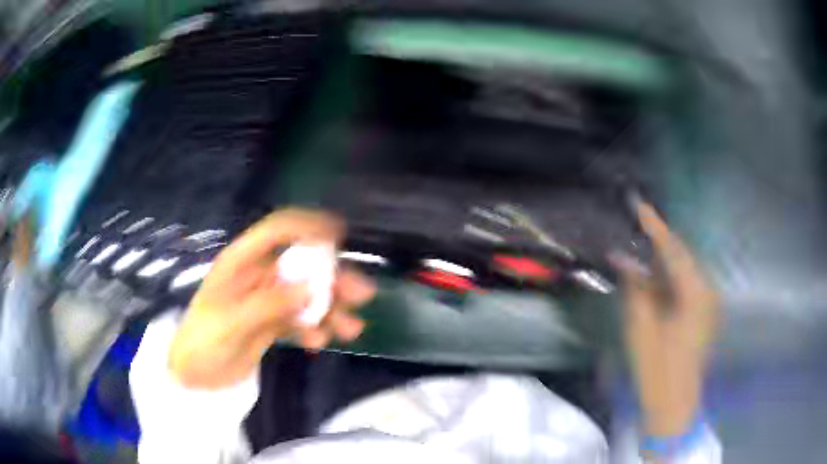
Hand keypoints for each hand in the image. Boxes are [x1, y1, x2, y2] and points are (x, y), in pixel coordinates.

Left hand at [169, 209, 375, 388]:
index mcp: (241, 263)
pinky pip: (300, 319)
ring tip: (351, 329)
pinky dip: (314, 328)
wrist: (194, 375)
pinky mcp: (272, 323)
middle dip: (332, 278)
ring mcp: (267, 300)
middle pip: (300, 266)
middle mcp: (258, 276)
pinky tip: (318, 343)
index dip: (306, 227)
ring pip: (305, 295)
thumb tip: (311, 288)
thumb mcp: (231, 323)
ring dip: (330, 308)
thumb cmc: (202, 341)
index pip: (276, 231)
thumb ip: (269, 305)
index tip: (338, 237)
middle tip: (361, 293)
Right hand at [611, 201, 718, 437]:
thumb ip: (635, 286)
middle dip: (659, 238)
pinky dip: (671, 274)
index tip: (638, 203)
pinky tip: (655, 273)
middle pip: (682, 254)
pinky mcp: (705, 311)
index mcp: (695, 292)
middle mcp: (707, 289)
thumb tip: (622, 255)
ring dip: (664, 256)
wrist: (674, 402)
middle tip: (637, 222)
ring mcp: (709, 301)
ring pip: (685, 267)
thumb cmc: (657, 368)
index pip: (673, 249)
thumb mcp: (641, 326)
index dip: (654, 225)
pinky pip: (688, 281)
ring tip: (642, 243)